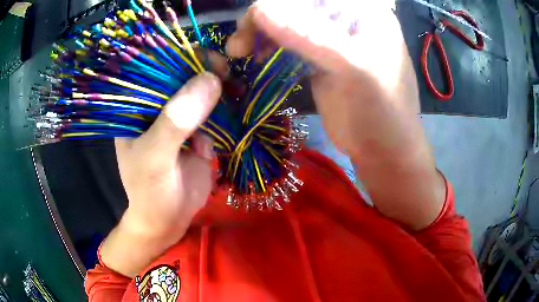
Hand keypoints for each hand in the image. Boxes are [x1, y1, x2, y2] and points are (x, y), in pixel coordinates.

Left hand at [100, 73, 221, 276]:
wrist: (169, 219)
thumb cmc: (151, 192)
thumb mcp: (155, 158)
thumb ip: (175, 122)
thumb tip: (210, 81)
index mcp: (137, 106)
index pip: (158, 68)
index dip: (182, 57)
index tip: (209, 60)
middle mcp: (158, 106)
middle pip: (184, 75)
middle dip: (207, 71)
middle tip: (229, 75)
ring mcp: (180, 116)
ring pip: (203, 90)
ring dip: (222, 88)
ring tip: (238, 90)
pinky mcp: (199, 130)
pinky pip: (215, 110)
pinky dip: (228, 107)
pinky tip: (238, 106)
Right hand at [227, 0, 445, 229]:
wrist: (383, 150)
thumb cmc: (383, 110)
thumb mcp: (353, 69)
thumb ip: (309, 35)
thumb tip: (258, 9)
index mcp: (365, 13)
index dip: (283, 3)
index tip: (256, 18)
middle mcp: (347, 20)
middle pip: (298, 6)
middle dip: (266, 18)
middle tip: (240, 40)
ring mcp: (331, 39)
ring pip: (288, 24)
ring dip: (261, 33)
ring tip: (239, 50)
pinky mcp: (318, 59)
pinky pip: (287, 44)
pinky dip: (267, 48)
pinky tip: (253, 56)